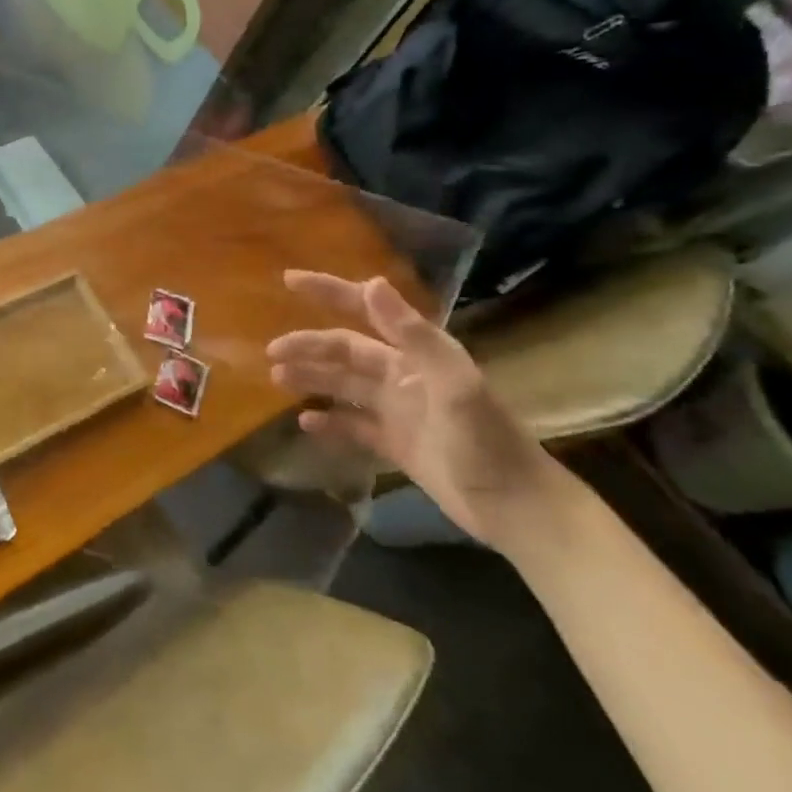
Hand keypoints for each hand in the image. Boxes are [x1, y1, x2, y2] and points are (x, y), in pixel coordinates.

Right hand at [266, 272, 558, 546]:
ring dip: (312, 378)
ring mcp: (399, 411)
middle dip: (309, 346)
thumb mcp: (452, 384)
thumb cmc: (487, 443)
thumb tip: (372, 284)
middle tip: (272, 352)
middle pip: (346, 351)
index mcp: (418, 355)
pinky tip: (305, 423)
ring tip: (276, 379)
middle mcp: (404, 376)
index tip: (289, 280)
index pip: (366, 311)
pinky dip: (330, 422)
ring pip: (344, 386)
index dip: (329, 292)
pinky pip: (353, 426)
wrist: (519, 511)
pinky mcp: (397, 444)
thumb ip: (412, 335)